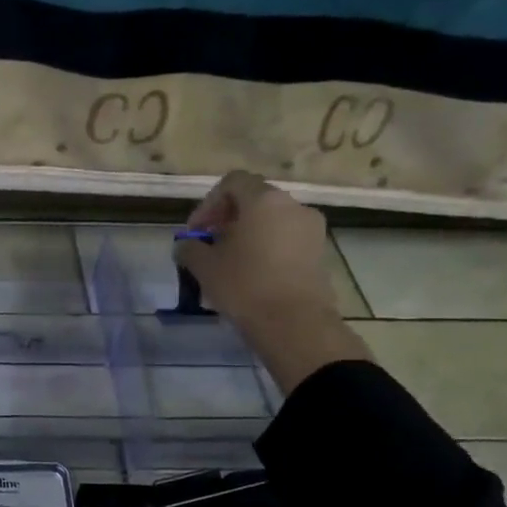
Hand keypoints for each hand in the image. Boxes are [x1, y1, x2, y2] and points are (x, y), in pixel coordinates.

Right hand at [174, 170, 337, 325]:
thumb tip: (186, 245)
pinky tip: (252, 276)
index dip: (209, 203)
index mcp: (264, 200)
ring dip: (248, 236)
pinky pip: (286, 240)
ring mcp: (312, 229)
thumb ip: (189, 248)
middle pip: (254, 200)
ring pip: (271, 221)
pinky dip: (267, 249)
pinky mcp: (320, 253)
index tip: (197, 232)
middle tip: (209, 246)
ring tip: (229, 264)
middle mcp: (293, 206)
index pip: (233, 182)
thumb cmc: (244, 286)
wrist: (294, 324)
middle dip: (227, 220)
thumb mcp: (204, 266)